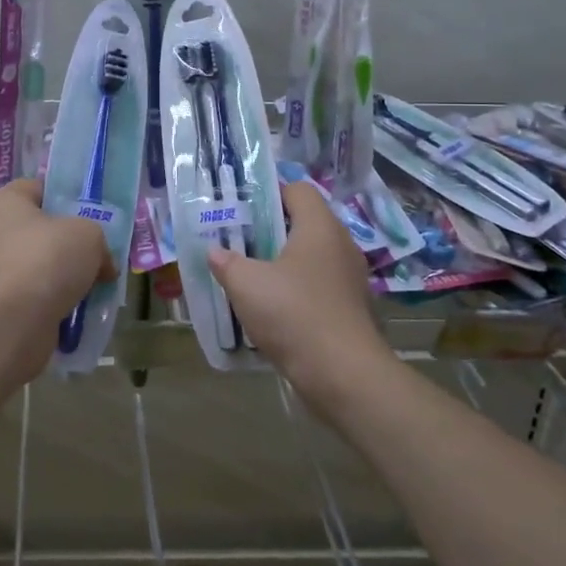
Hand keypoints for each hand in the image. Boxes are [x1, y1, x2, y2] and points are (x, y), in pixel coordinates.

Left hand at [0, 179, 116, 385]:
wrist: (11, 322)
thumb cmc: (46, 259)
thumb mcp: (88, 234)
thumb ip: (98, 240)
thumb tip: (102, 266)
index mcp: (5, 203)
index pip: (38, 189)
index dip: (66, 198)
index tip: (92, 215)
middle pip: (39, 232)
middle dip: (69, 245)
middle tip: (99, 256)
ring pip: (38, 268)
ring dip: (63, 279)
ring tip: (95, 289)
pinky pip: (33, 299)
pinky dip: (53, 305)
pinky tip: (78, 314)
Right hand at [208, 181, 391, 408]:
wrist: (344, 375)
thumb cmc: (294, 314)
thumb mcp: (246, 284)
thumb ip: (226, 262)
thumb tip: (215, 251)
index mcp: (320, 227)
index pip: (298, 190)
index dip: (269, 193)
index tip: (241, 208)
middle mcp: (341, 245)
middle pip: (304, 223)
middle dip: (271, 230)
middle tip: (240, 242)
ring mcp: (350, 279)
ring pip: (311, 257)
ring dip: (283, 263)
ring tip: (252, 276)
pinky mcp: (351, 308)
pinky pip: (319, 286)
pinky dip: (298, 290)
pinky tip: (274, 309)